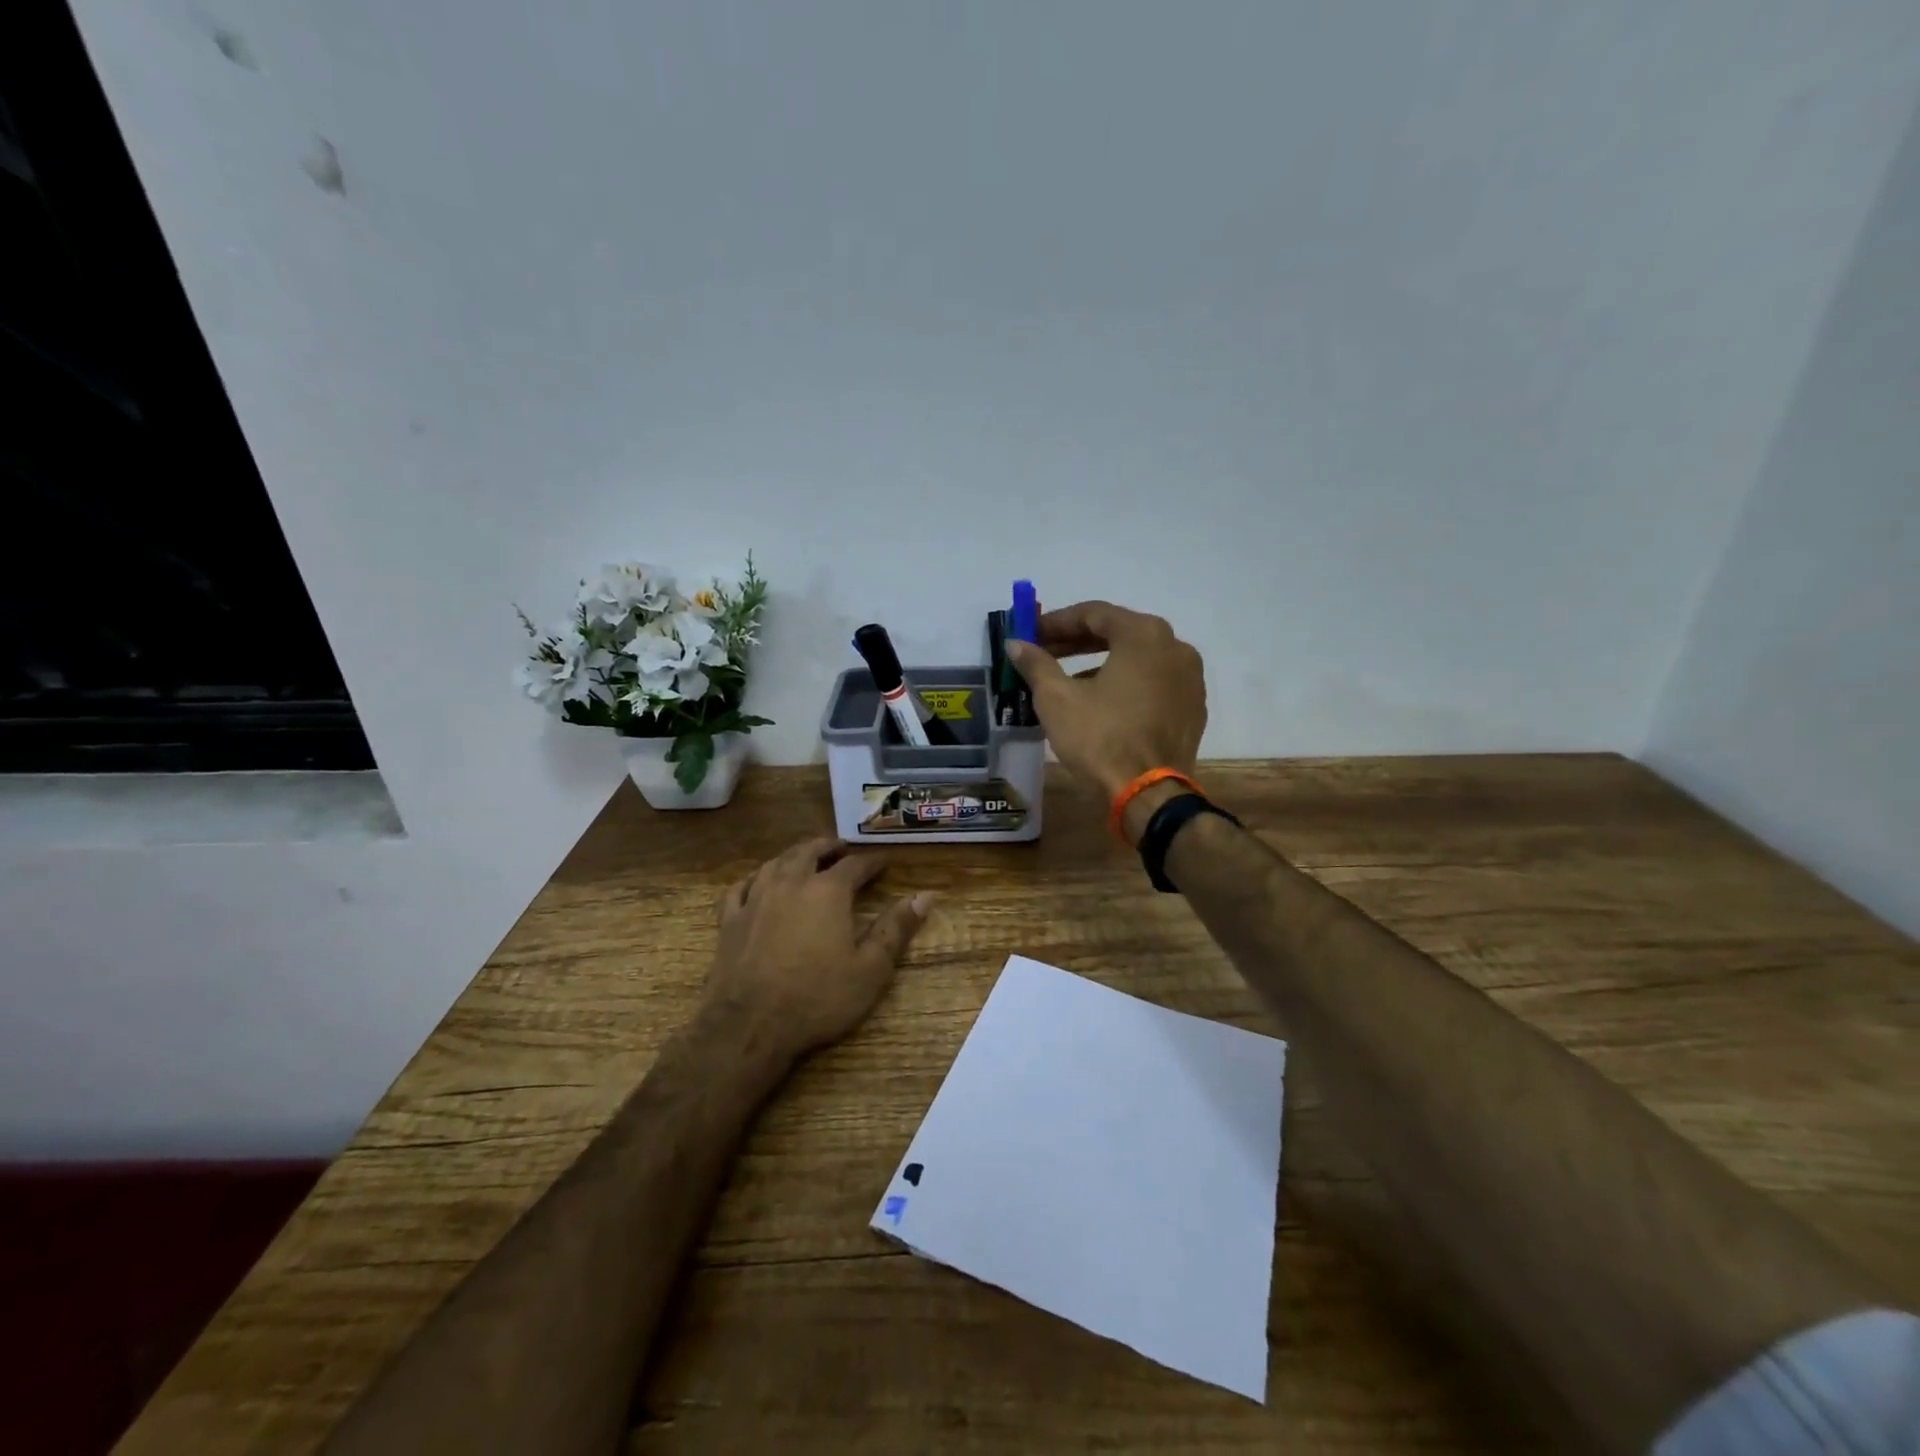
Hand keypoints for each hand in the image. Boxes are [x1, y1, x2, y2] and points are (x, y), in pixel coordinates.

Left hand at [702, 836, 930, 1062]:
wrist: (748, 1026)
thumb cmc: (817, 998)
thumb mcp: (870, 969)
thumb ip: (896, 929)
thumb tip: (925, 896)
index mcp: (828, 891)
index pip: (855, 865)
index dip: (872, 861)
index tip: (884, 861)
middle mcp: (790, 883)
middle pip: (810, 852)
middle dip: (829, 847)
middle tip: (841, 848)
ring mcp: (755, 899)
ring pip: (775, 862)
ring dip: (794, 855)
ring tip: (805, 857)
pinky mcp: (729, 920)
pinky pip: (740, 887)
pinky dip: (754, 878)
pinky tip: (757, 882)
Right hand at [1004, 601, 1206, 840]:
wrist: (1149, 794)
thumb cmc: (1100, 738)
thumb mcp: (1056, 699)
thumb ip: (1036, 664)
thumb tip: (1016, 644)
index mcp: (1145, 635)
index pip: (1094, 614)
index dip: (1056, 622)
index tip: (1031, 633)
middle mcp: (1175, 647)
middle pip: (1118, 633)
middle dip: (1077, 641)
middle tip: (1045, 652)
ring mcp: (1190, 679)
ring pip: (1138, 659)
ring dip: (1101, 662)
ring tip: (1068, 681)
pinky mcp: (1193, 708)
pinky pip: (1154, 683)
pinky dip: (1126, 684)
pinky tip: (1102, 703)